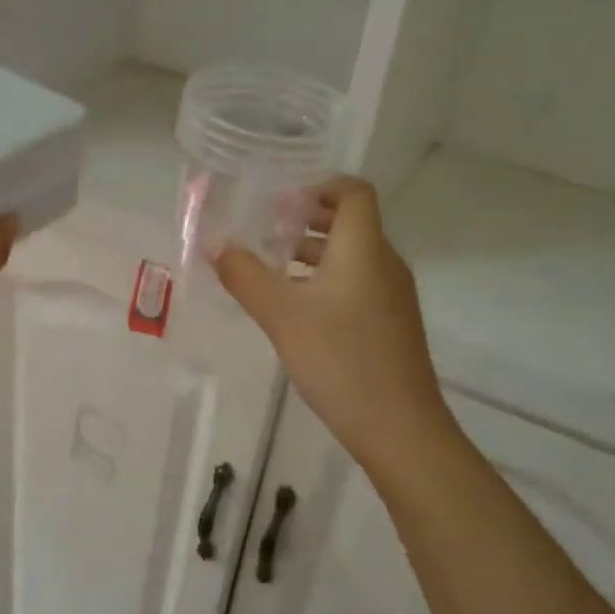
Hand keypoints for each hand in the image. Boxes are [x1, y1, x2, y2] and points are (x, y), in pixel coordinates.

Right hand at [213, 178, 451, 469]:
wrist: (399, 427)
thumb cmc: (339, 359)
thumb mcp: (280, 315)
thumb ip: (244, 276)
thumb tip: (215, 245)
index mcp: (364, 248)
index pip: (353, 192)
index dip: (318, 186)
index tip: (279, 203)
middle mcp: (384, 263)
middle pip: (351, 222)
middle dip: (307, 220)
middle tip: (265, 231)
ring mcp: (392, 295)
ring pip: (352, 256)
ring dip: (312, 253)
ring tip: (270, 268)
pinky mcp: (390, 323)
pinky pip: (357, 283)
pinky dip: (325, 280)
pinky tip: (295, 309)